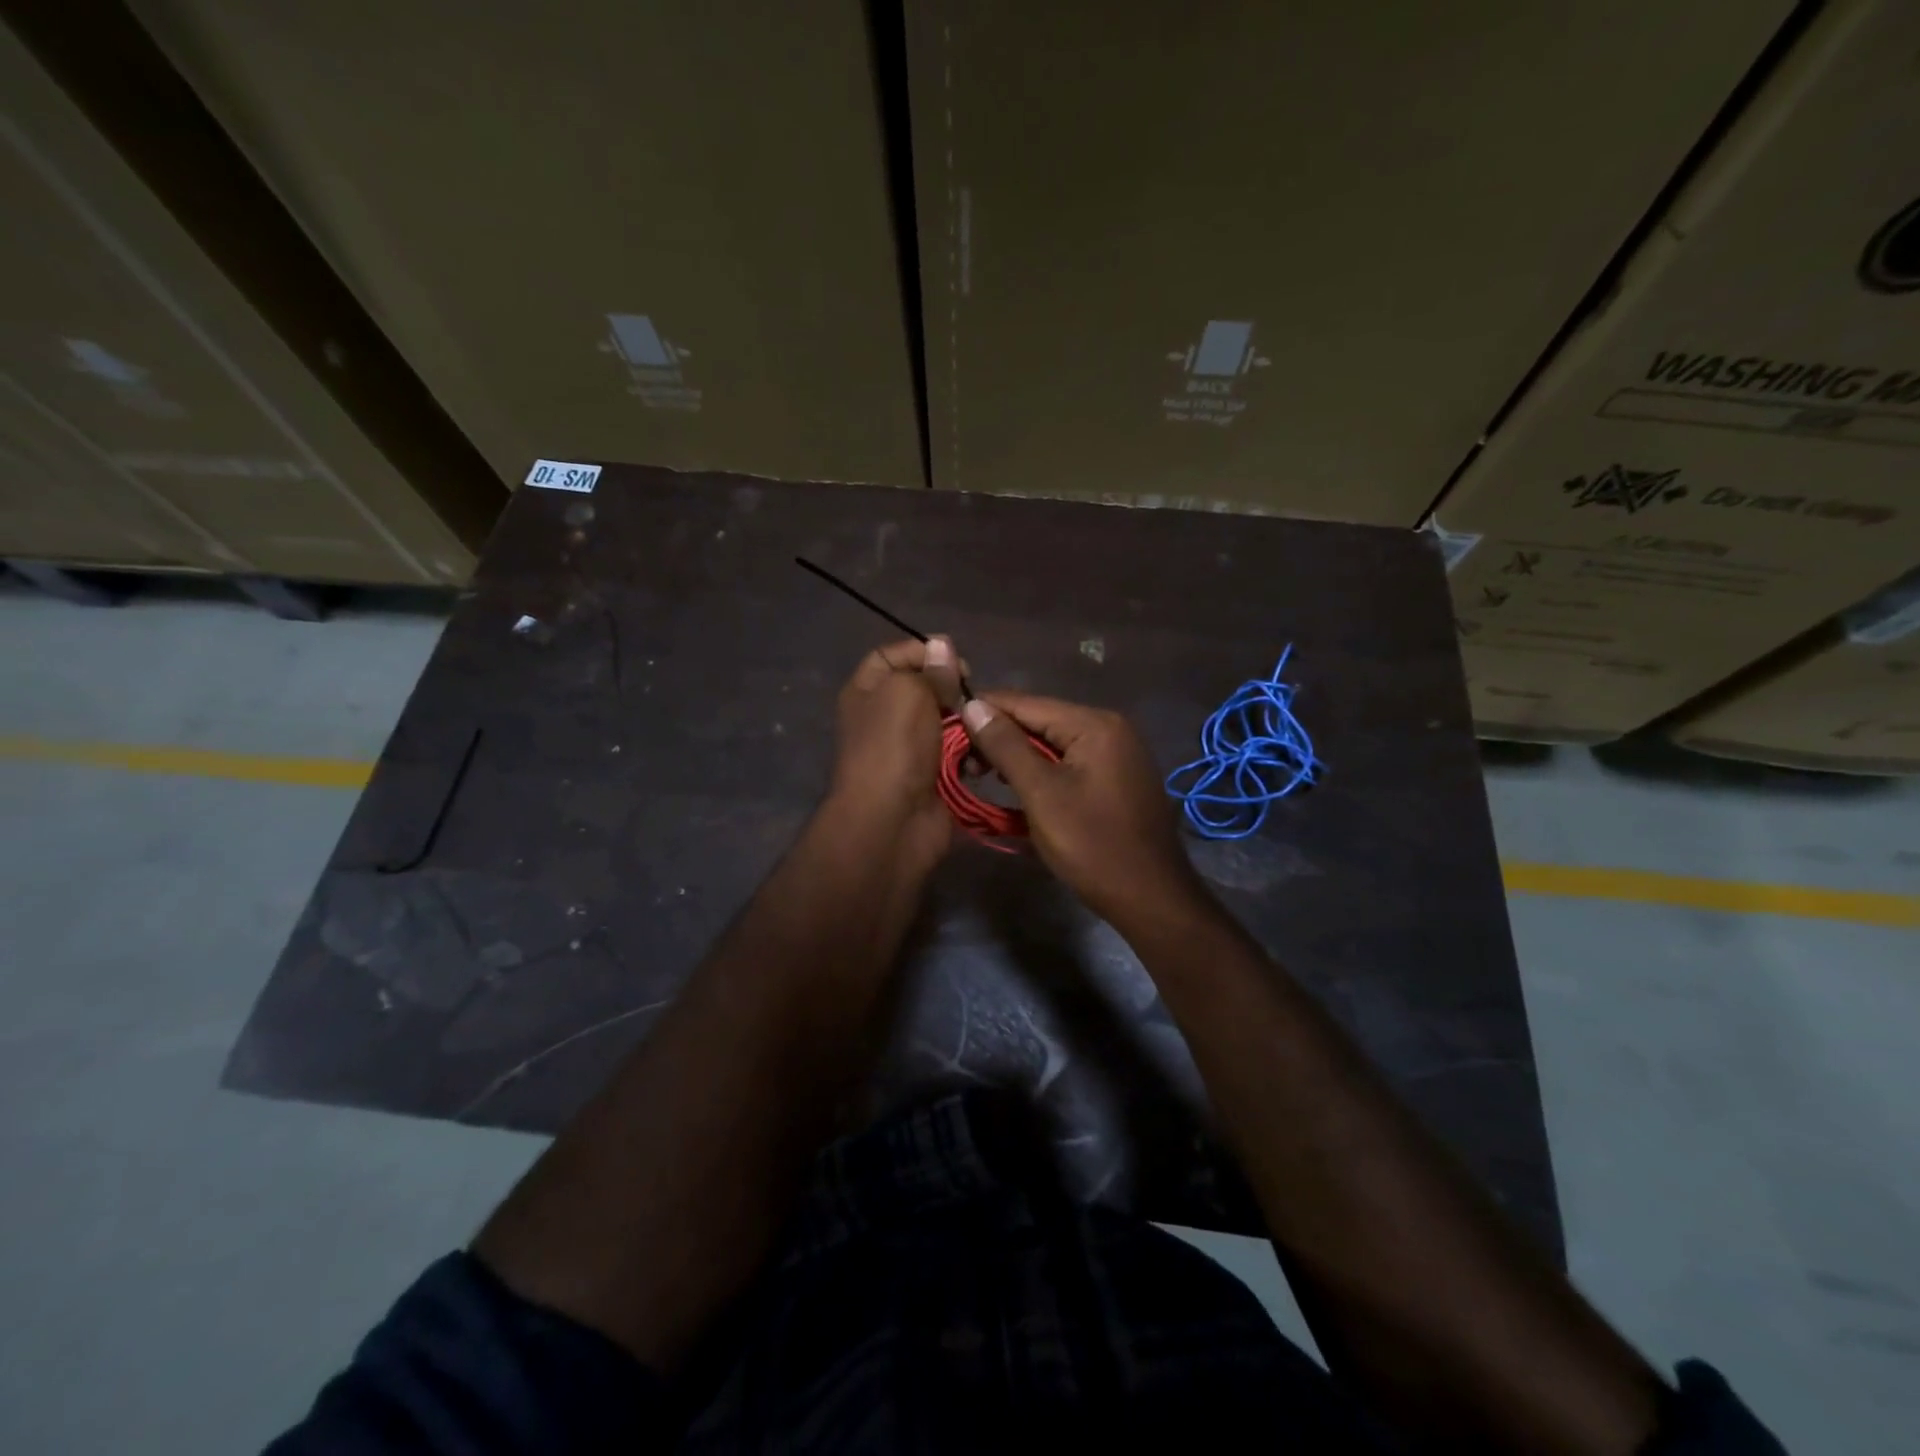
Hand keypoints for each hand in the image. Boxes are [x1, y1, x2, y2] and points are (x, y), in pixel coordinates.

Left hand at [825, 637, 967, 866]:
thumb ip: (929, 669)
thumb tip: (943, 647)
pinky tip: (983, 756)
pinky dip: (973, 752)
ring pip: (949, 721)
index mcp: (868, 691)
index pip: (893, 655)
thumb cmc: (893, 747)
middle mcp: (886, 716)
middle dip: (954, 689)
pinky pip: (960, 753)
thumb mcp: (907, 692)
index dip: (923, 650)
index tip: (954, 659)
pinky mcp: (934, 775)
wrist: (892, 821)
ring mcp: (910, 748)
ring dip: (969, 722)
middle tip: (973, 696)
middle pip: (927, 688)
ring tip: (981, 727)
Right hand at [958, 693, 1200, 926]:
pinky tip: (1018, 786)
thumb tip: (972, 705)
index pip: (1027, 704)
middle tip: (963, 762)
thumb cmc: (1092, 845)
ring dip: (1018, 756)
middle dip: (999, 737)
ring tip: (982, 774)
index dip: (984, 711)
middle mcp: (1111, 727)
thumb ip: (1006, 746)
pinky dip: (1042, 771)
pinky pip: (1070, 762)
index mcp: (1095, 724)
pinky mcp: (1118, 778)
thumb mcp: (1041, 793)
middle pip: (1041, 721)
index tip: (945, 721)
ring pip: (1054, 743)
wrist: (1151, 897)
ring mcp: (1119, 753)